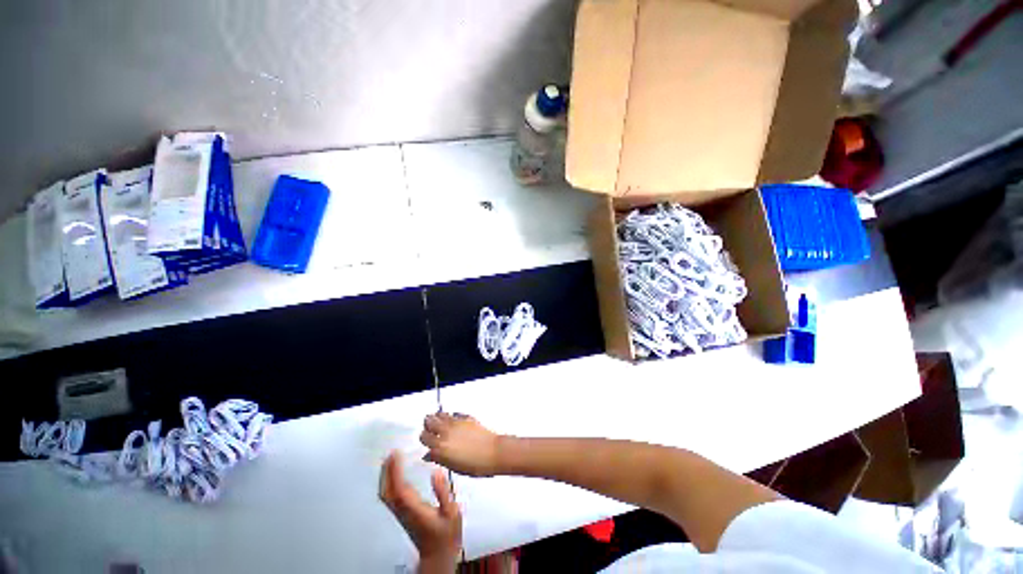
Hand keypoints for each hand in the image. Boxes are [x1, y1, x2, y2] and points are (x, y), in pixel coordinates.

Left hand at [379, 451, 461, 570]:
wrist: (438, 556)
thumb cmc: (446, 535)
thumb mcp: (451, 512)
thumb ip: (443, 492)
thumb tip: (436, 472)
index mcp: (415, 509)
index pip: (399, 488)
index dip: (395, 470)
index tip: (396, 453)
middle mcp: (404, 511)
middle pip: (387, 491)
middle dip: (386, 471)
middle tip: (390, 453)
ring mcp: (401, 514)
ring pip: (386, 495)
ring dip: (385, 476)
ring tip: (390, 460)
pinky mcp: (402, 515)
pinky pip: (390, 497)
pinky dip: (388, 483)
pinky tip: (394, 475)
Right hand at [421, 413, 502, 476]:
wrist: (492, 452)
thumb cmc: (475, 465)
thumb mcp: (453, 467)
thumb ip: (439, 459)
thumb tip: (428, 455)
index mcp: (440, 447)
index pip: (424, 437)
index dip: (424, 439)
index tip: (427, 441)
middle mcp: (445, 432)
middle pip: (429, 422)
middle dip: (428, 425)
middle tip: (431, 430)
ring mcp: (455, 423)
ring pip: (439, 414)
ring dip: (438, 418)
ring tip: (440, 423)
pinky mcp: (465, 417)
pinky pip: (453, 414)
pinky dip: (451, 416)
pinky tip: (454, 421)